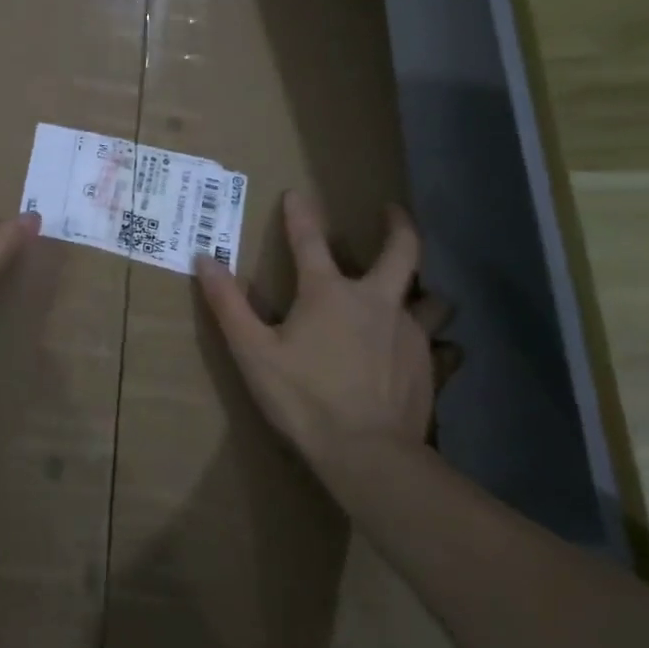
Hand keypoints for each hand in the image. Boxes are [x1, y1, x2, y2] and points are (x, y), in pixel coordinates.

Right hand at [195, 193, 448, 480]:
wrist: (367, 453)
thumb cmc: (303, 398)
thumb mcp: (252, 351)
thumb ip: (228, 303)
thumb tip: (204, 259)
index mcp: (330, 294)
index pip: (310, 241)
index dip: (300, 215)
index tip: (296, 194)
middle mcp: (377, 301)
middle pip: (402, 251)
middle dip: (398, 226)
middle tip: (392, 211)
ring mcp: (410, 333)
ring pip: (433, 299)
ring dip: (425, 291)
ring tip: (416, 294)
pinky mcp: (430, 366)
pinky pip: (444, 347)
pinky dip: (439, 344)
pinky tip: (432, 354)